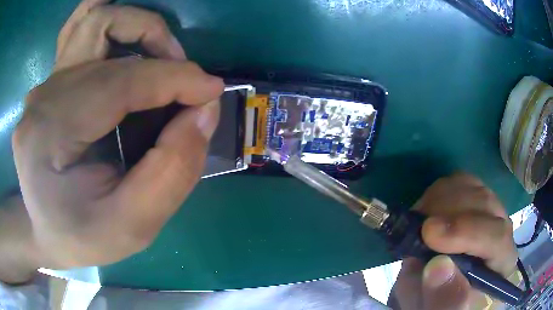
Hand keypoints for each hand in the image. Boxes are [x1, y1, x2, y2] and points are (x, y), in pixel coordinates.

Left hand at [8, 0, 223, 278]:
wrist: (46, 231)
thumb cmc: (82, 238)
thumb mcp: (132, 227)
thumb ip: (172, 172)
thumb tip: (205, 111)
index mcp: (48, 136)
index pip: (118, 82)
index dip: (174, 79)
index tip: (212, 92)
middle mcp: (42, 97)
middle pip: (106, 36)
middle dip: (160, 51)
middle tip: (187, 84)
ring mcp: (44, 84)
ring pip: (96, 20)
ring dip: (138, 28)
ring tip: (162, 61)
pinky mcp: (51, 82)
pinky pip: (83, 29)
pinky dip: (114, 26)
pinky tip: (129, 45)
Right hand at [392, 174, 517, 309]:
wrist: (441, 294)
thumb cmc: (442, 306)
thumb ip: (442, 299)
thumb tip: (438, 265)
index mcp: (501, 265)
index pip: (497, 238)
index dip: (466, 231)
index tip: (428, 233)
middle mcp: (502, 232)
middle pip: (486, 204)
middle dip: (448, 210)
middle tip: (416, 226)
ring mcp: (490, 212)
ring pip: (474, 187)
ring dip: (441, 199)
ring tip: (419, 221)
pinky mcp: (475, 202)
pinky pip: (462, 181)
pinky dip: (441, 191)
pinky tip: (428, 210)